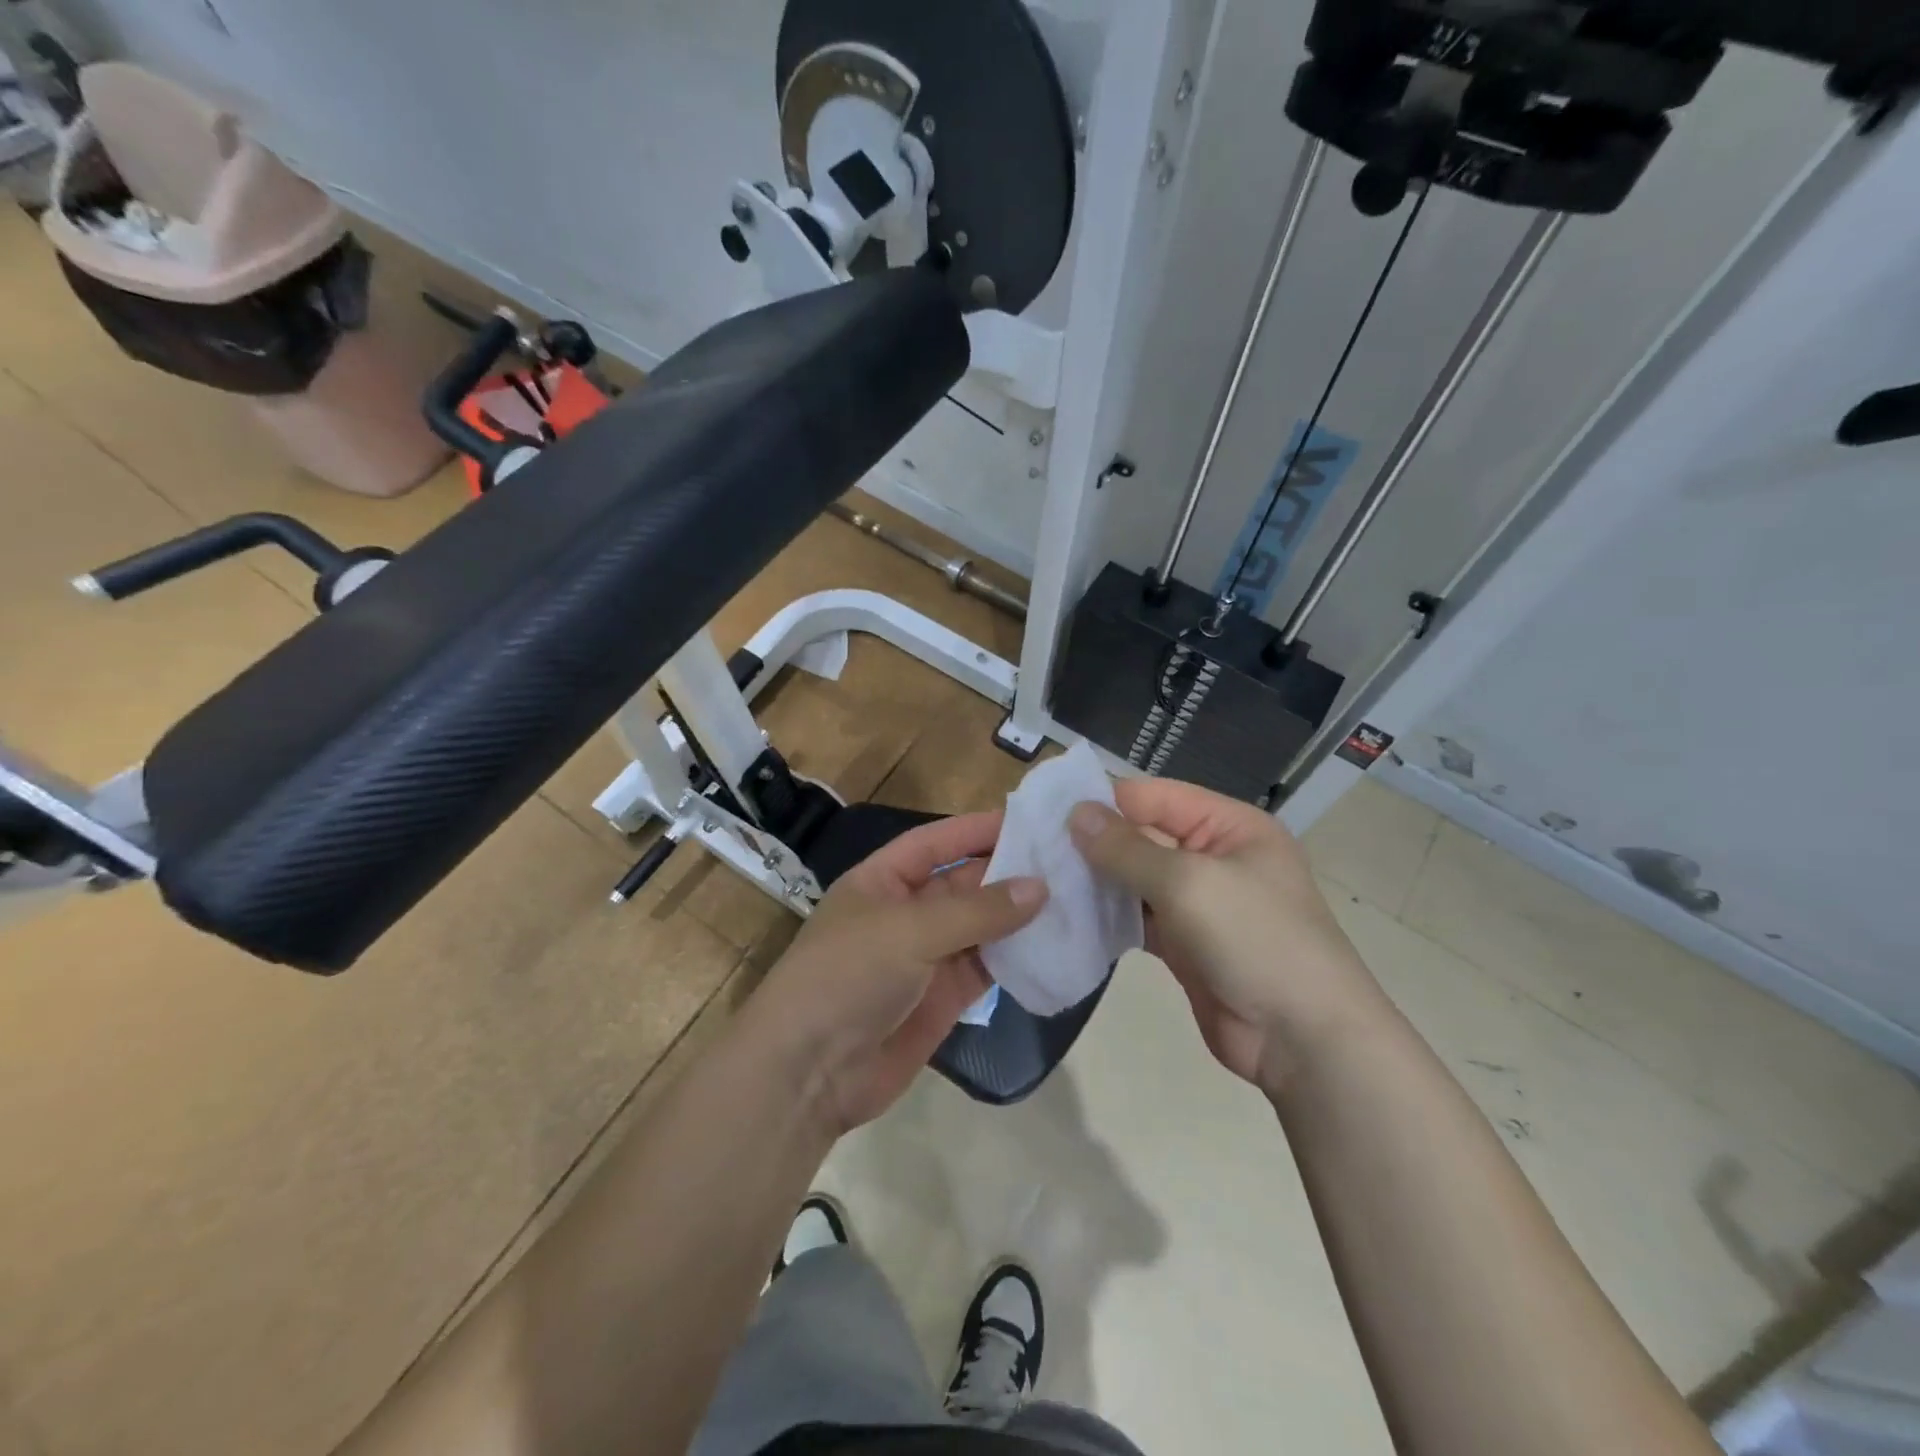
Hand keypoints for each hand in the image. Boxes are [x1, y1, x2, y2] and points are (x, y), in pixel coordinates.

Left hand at [752, 812, 1045, 1135]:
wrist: (809, 1072)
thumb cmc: (849, 976)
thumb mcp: (909, 931)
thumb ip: (977, 910)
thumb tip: (1040, 887)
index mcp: (882, 881)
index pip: (936, 843)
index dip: (977, 829)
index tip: (1030, 820)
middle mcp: (906, 913)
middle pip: (964, 883)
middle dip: (1008, 872)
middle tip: (1067, 861)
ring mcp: (926, 957)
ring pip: (981, 927)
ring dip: (1019, 916)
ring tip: (1074, 897)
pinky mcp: (944, 998)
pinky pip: (986, 968)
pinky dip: (1017, 958)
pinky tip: (1055, 946)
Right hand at [1069, 780, 1390, 1090]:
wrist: (1304, 1040)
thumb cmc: (1255, 940)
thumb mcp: (1189, 882)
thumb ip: (1128, 847)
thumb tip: (1076, 813)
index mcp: (1229, 826)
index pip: (1155, 796)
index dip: (1104, 800)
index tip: (1047, 810)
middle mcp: (1213, 857)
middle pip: (1142, 836)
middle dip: (1093, 842)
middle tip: (1033, 847)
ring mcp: (1199, 903)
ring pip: (1135, 879)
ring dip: (1095, 881)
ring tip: (1041, 879)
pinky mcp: (1184, 944)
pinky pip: (1137, 918)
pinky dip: (1107, 917)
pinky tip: (1067, 916)